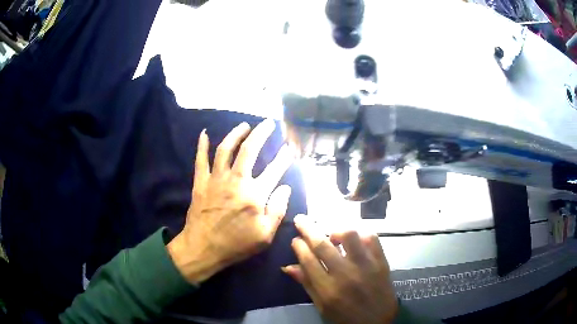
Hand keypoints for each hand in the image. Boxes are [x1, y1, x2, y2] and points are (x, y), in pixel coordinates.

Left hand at [168, 119, 293, 283]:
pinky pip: (200, 159)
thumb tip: (285, 187)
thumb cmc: (236, 244)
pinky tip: (204, 133)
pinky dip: (202, 145)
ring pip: (226, 149)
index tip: (289, 149)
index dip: (284, 157)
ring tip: (244, 125)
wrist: (203, 248)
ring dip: (236, 133)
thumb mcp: (265, 235)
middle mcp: (236, 181)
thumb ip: (278, 210)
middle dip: (261, 133)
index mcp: (255, 194)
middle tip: (268, 123)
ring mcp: (216, 179)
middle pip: (249, 150)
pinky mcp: (201, 182)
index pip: (274, 169)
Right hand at [283, 216, 398, 323]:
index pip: (308, 259)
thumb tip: (288, 266)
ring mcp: (366, 266)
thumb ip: (307, 284)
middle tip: (301, 219)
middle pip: (323, 244)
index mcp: (327, 289)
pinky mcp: (381, 262)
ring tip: (333, 234)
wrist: (378, 322)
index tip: (295, 239)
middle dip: (308, 228)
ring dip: (337, 230)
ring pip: (349, 235)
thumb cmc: (345, 317)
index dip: (298, 245)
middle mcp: (345, 274)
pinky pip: (372, 238)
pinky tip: (355, 239)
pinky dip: (361, 234)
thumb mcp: (322, 306)